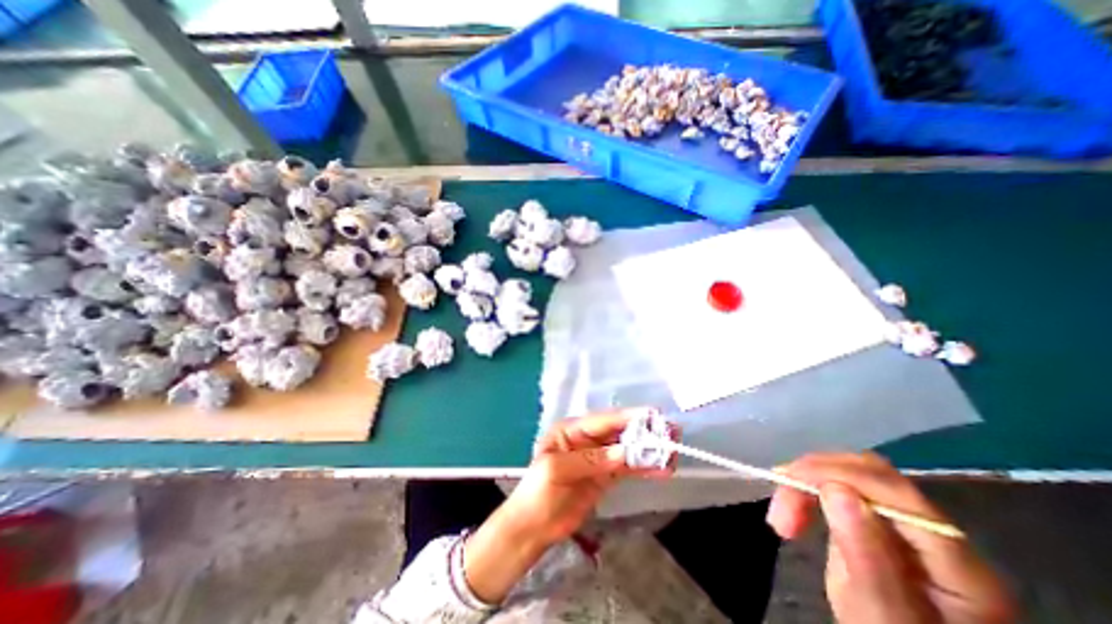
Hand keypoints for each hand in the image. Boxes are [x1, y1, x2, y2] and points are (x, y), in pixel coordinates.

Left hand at [463, 406, 673, 601]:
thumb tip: (624, 452)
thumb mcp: (557, 470)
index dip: (627, 417)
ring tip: (671, 452)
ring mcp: (597, 458)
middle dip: (643, 432)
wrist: (533, 527)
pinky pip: (626, 469)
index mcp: (571, 430)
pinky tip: (661, 470)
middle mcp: (587, 439)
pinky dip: (643, 468)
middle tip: (670, 432)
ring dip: (647, 451)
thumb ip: (590, 460)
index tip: (652, 415)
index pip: (603, 420)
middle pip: (618, 432)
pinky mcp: (605, 477)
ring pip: (626, 450)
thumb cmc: (537, 492)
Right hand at [770, 453, 1013, 623]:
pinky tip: (794, 507)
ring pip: (850, 475)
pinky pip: (841, 489)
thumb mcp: (878, 614)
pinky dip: (809, 491)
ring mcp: (908, 525)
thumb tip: (834, 490)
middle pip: (871, 473)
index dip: (836, 473)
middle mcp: (938, 534)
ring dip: (806, 482)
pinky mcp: (879, 522)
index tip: (786, 480)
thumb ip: (865, 556)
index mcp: (958, 565)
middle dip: (815, 475)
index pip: (893, 490)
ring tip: (782, 513)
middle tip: (780, 498)